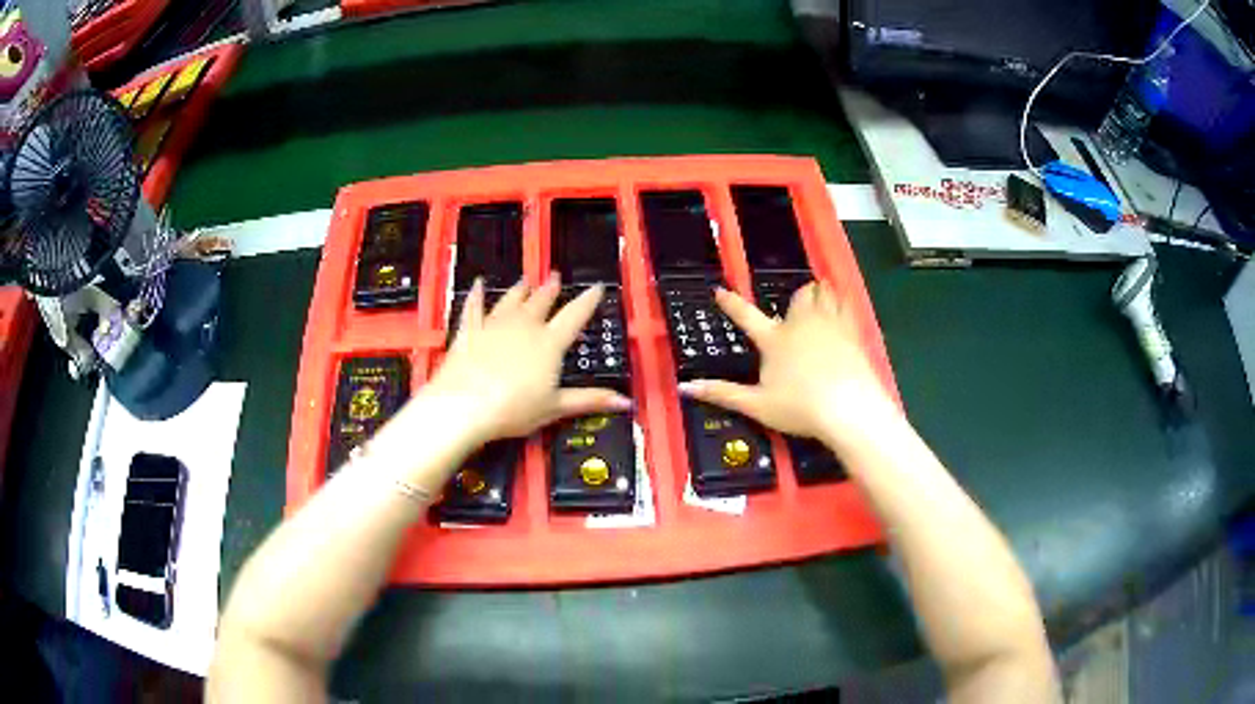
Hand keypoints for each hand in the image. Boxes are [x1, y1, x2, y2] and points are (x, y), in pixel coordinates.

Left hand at [423, 273, 630, 446]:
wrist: (465, 405)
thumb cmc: (514, 409)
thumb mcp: (555, 408)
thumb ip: (589, 400)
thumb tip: (626, 402)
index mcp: (549, 343)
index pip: (574, 316)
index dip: (587, 301)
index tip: (597, 287)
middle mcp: (524, 326)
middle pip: (541, 301)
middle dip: (550, 288)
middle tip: (555, 276)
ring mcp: (494, 325)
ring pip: (511, 300)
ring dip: (520, 289)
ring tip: (526, 280)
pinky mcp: (469, 330)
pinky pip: (474, 307)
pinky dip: (477, 295)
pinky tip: (478, 284)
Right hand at [679, 282, 899, 452]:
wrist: (849, 407)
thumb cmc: (800, 407)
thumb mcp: (757, 405)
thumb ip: (722, 393)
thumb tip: (685, 387)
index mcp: (774, 340)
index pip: (746, 316)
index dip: (731, 303)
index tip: (720, 291)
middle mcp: (801, 324)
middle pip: (798, 296)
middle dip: (797, 296)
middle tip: (796, 302)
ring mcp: (830, 325)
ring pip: (824, 294)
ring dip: (820, 292)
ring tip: (820, 291)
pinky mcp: (853, 332)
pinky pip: (846, 306)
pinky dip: (841, 302)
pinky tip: (843, 306)